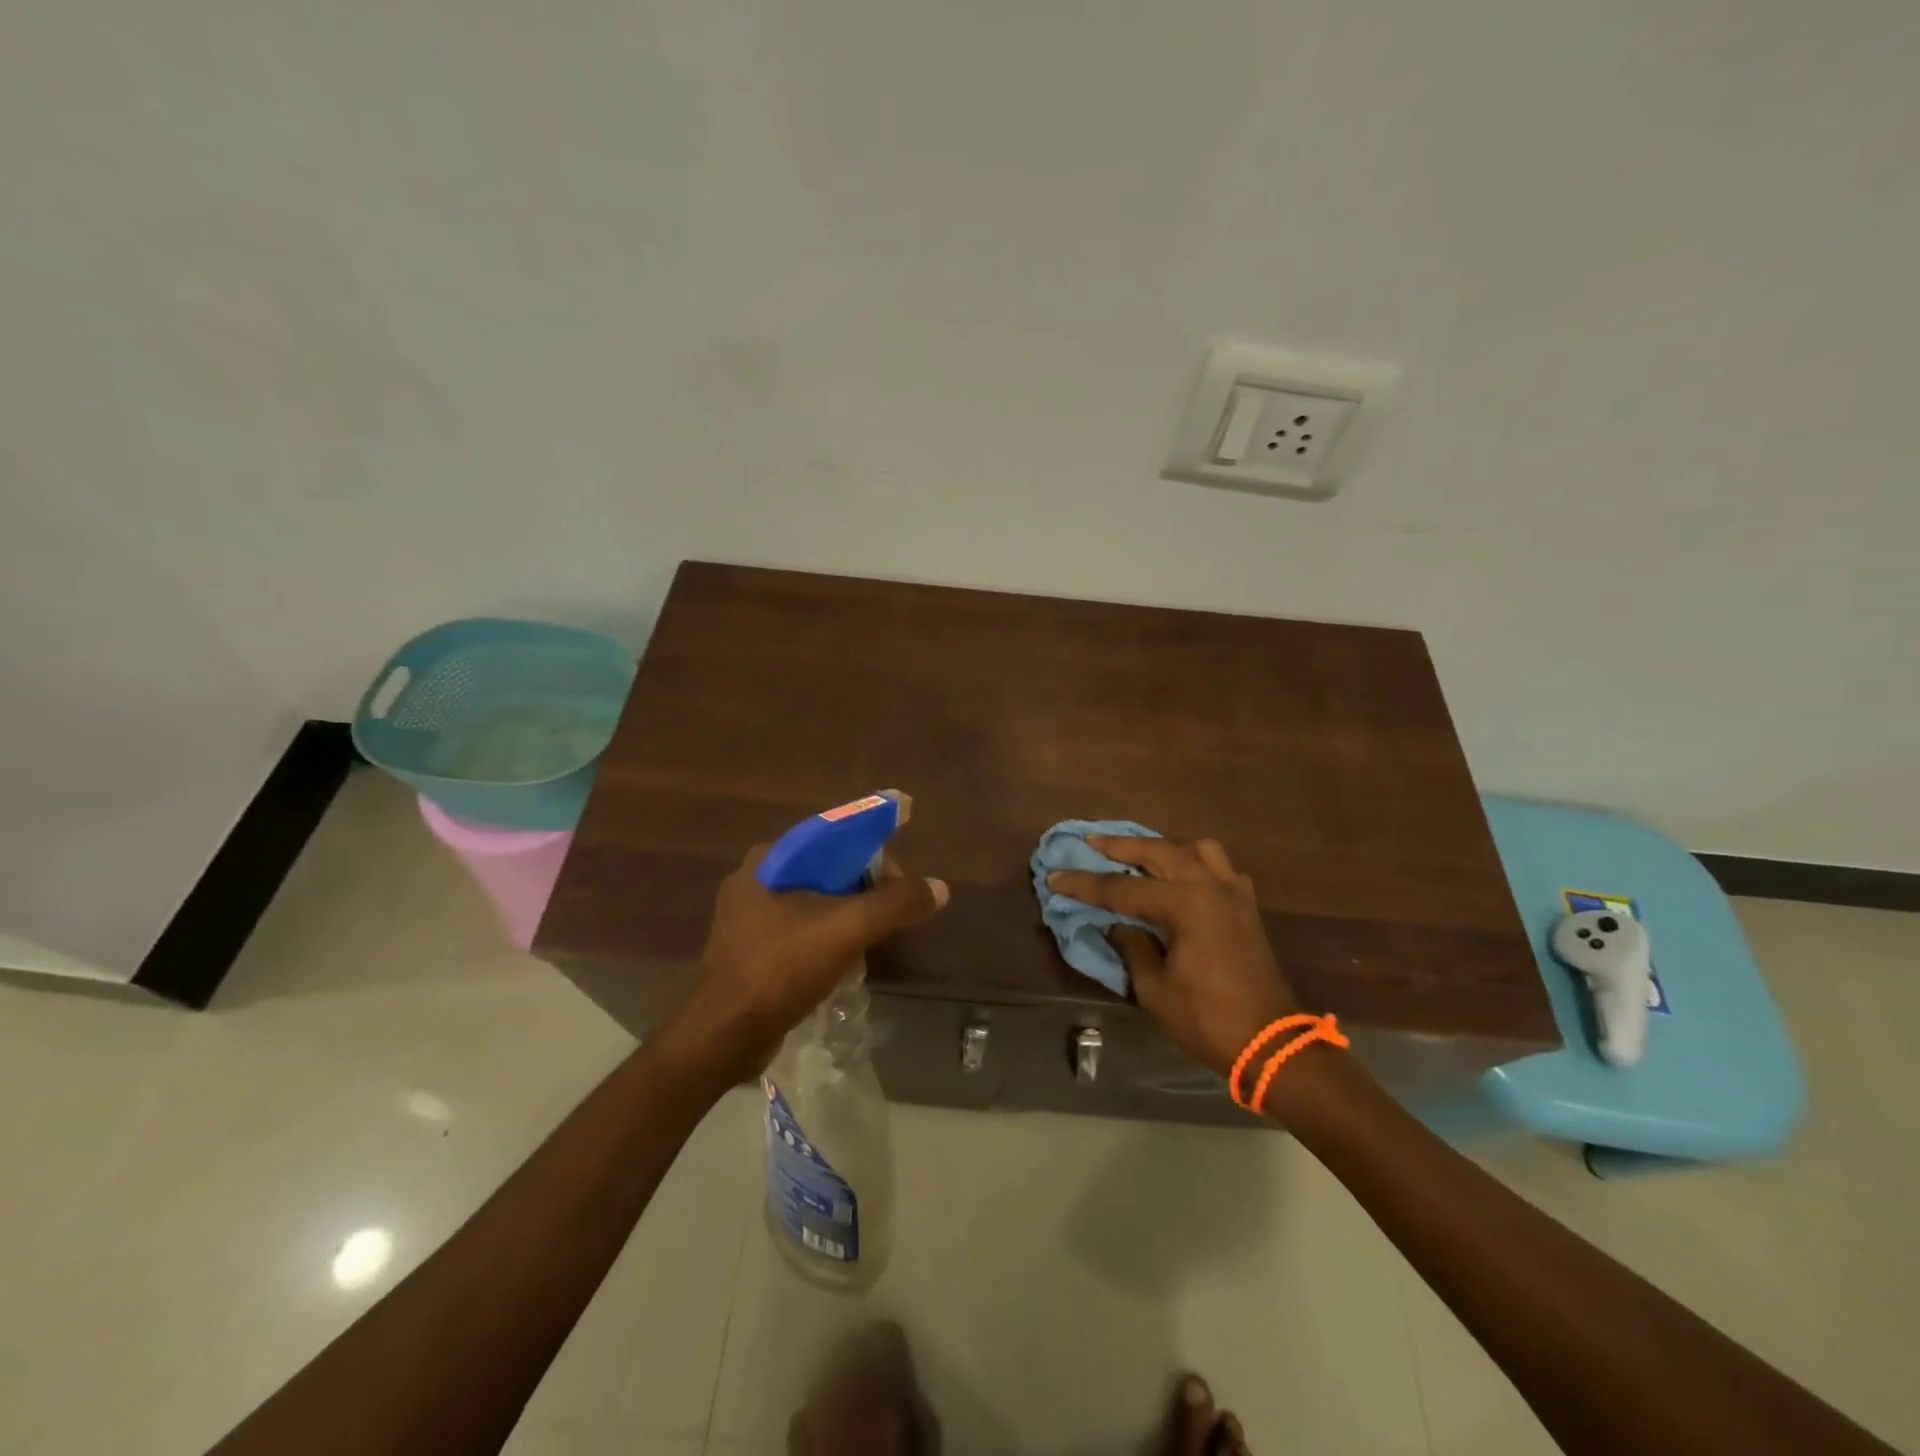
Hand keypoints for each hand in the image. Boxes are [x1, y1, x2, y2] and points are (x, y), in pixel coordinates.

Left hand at [671, 847, 948, 1080]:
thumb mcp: (846, 929)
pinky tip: (847, 958)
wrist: (725, 1036)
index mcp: (768, 860)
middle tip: (892, 910)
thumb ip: (895, 903)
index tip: (898, 880)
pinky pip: (800, 929)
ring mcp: (748, 918)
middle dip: (863, 886)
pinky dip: (828, 935)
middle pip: (825, 869)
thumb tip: (939, 888)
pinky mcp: (750, 950)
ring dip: (847, 913)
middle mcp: (755, 880)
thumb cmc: (781, 968)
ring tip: (876, 934)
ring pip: (814, 901)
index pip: (832, 836)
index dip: (871, 850)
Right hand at [1047, 835, 1298, 1078]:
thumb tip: (1119, 926)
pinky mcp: (1247, 907)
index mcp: (1187, 904)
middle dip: (1122, 846)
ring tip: (1141, 854)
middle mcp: (1212, 887)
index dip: (1086, 885)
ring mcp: (1234, 894)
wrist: (1272, 1045)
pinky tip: (1182, 878)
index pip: (1123, 889)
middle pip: (1160, 851)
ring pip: (1197, 849)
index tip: (1056, 877)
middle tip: (1091, 842)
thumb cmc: (1208, 1020)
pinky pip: (1220, 868)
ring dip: (1165, 846)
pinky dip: (1197, 864)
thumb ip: (1133, 947)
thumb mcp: (1156, 989)